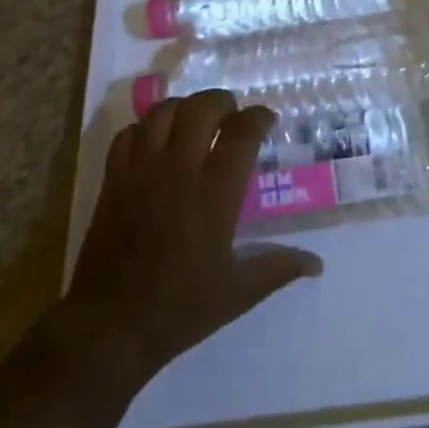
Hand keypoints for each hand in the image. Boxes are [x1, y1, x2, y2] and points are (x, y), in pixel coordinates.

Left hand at [61, 90, 322, 389]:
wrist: (111, 326)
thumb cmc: (180, 308)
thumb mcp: (238, 293)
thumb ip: (278, 268)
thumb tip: (316, 263)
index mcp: (216, 191)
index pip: (243, 131)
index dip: (258, 117)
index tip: (266, 120)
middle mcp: (180, 168)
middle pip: (202, 107)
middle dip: (221, 101)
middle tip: (230, 114)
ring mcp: (142, 169)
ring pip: (162, 112)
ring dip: (183, 107)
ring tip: (192, 119)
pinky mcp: (114, 179)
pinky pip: (128, 134)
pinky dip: (143, 128)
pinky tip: (153, 142)